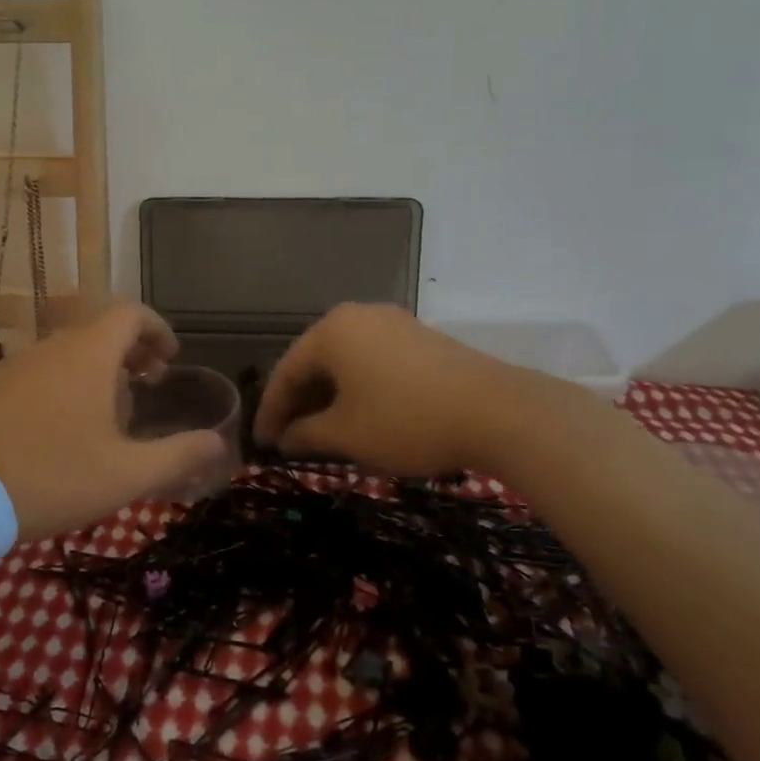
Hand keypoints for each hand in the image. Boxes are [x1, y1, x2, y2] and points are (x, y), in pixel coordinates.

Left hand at [0, 301, 229, 538]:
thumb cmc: (52, 477)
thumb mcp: (126, 474)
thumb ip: (179, 456)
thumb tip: (220, 444)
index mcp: (88, 354)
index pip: (130, 313)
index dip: (157, 329)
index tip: (170, 359)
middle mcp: (52, 348)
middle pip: (100, 330)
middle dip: (132, 351)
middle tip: (149, 385)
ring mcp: (17, 366)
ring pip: (69, 351)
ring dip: (99, 369)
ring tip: (111, 414)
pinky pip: (41, 371)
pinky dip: (66, 382)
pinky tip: (63, 430)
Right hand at [253, 303, 520, 475]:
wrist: (498, 411)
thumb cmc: (406, 420)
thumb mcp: (346, 434)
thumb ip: (305, 435)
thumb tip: (284, 439)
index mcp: (331, 331)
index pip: (286, 372)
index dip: (271, 411)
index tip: (261, 444)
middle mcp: (357, 316)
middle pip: (315, 362)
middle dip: (300, 403)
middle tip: (289, 439)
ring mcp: (393, 324)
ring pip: (345, 362)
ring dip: (329, 397)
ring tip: (323, 433)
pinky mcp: (420, 338)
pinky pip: (373, 361)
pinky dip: (358, 389)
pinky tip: (361, 416)